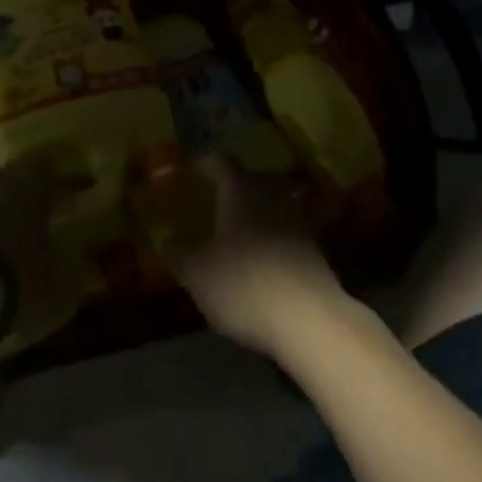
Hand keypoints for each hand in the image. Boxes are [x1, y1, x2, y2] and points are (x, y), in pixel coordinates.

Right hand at [163, 156, 344, 357]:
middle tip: (218, 200)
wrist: (309, 319)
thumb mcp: (198, 275)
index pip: (221, 162)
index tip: (191, 170)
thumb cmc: (244, 285)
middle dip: (236, 186)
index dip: (204, 164)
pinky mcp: (316, 249)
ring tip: (243, 230)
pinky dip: (277, 237)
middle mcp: (271, 195)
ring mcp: (298, 220)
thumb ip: (180, 254)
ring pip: (275, 203)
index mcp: (240, 191)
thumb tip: (166, 238)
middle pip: (253, 179)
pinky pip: (290, 231)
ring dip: (260, 211)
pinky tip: (265, 259)